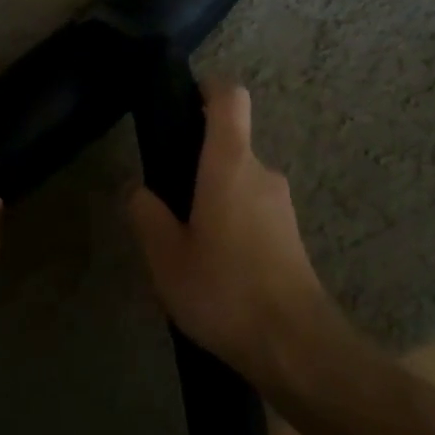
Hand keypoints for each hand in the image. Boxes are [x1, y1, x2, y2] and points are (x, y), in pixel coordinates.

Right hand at [128, 83, 334, 384]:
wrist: (296, 346)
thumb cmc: (224, 290)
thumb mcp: (166, 258)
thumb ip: (147, 216)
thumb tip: (138, 190)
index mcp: (229, 163)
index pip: (229, 97)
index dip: (207, 88)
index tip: (182, 101)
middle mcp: (261, 171)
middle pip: (230, 142)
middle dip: (197, 160)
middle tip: (166, 199)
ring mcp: (281, 202)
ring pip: (240, 179)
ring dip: (214, 195)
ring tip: (186, 241)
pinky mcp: (291, 232)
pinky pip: (253, 207)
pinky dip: (232, 219)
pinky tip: (215, 264)